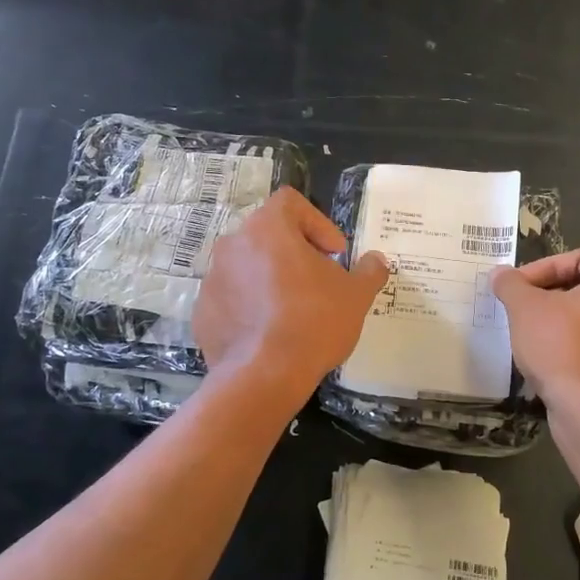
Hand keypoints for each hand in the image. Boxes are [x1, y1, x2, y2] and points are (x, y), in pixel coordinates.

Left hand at [194, 188, 388, 397]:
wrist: (264, 375)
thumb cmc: (314, 322)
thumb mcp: (356, 296)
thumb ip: (369, 271)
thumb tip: (376, 261)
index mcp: (268, 228)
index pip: (291, 203)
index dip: (318, 223)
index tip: (333, 255)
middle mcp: (233, 244)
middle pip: (269, 235)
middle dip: (295, 254)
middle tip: (318, 283)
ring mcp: (213, 278)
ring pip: (248, 267)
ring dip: (271, 280)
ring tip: (294, 312)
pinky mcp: (202, 311)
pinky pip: (232, 299)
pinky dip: (250, 307)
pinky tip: (270, 334)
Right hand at [491, 247, 579, 409]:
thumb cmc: (562, 346)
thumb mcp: (525, 308)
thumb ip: (511, 284)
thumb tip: (501, 273)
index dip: (543, 268)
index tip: (517, 287)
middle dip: (552, 295)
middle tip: (522, 309)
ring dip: (565, 322)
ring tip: (534, 335)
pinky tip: (554, 361)